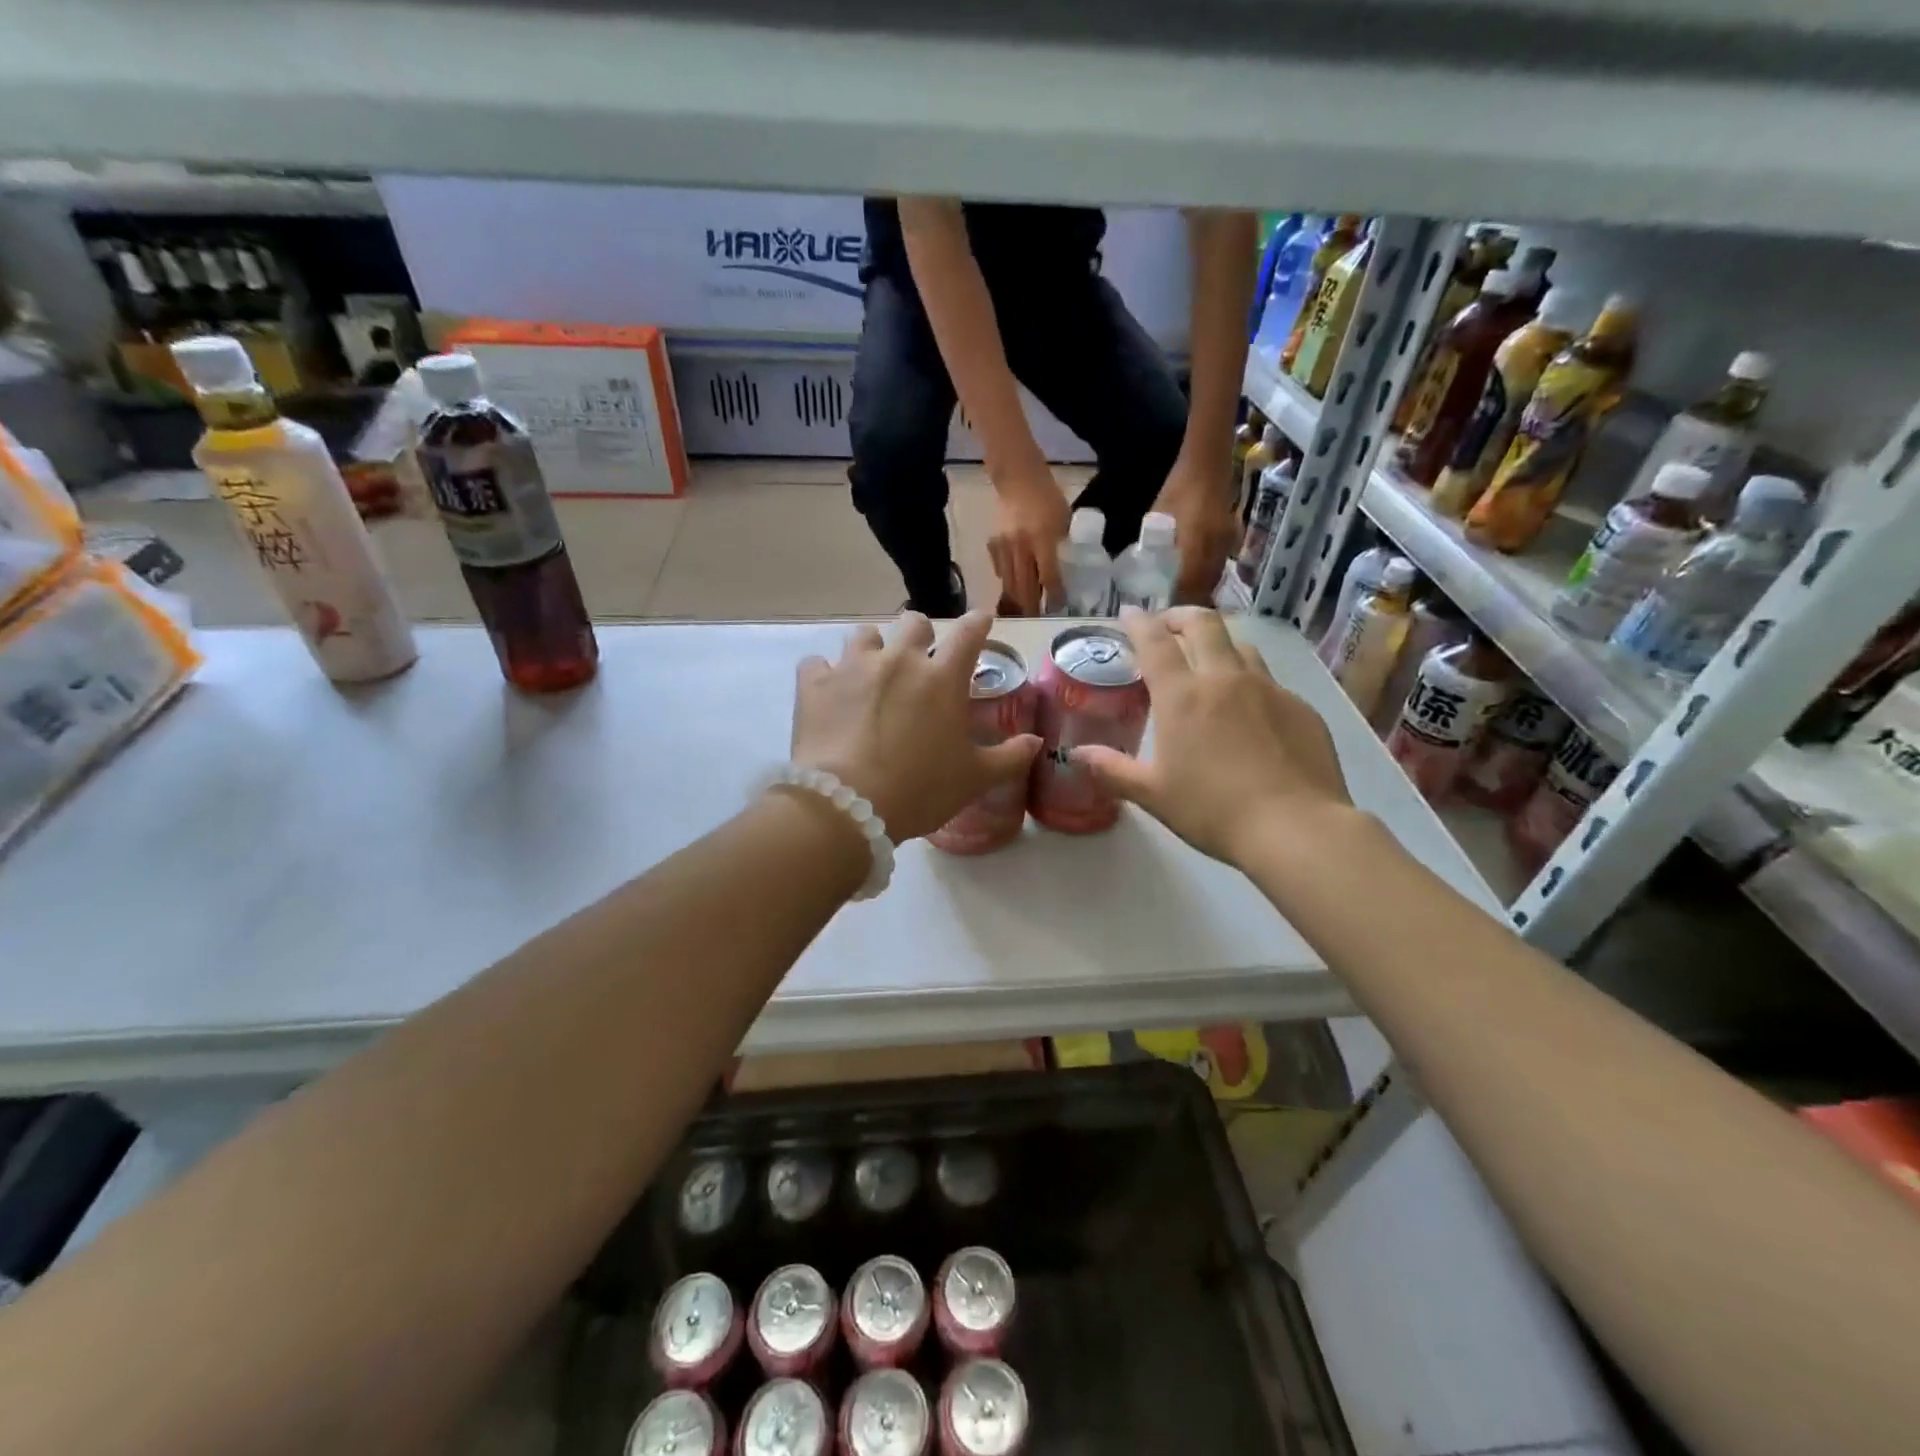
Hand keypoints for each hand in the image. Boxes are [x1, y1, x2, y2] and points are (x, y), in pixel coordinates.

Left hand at [790, 610, 1041, 842]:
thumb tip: (1036, 741)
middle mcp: (899, 660)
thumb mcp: (974, 779)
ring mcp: (853, 667)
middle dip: (921, 635)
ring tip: (870, 673)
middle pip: (913, 623)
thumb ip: (1010, 756)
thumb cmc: (920, 790)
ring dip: (872, 649)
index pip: (969, 633)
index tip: (981, 619)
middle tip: (920, 657)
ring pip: (864, 635)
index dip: (978, 622)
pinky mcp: (814, 684)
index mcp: (942, 678)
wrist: (848, 805)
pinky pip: (816, 663)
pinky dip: (824, 674)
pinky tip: (827, 692)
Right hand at [986, 464, 1069, 614]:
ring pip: (1009, 584)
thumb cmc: (1047, 496)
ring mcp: (1004, 548)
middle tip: (1037, 620)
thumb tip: (1065, 568)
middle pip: (1024, 587)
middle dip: (1031, 607)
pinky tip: (1012, 588)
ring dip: (1017, 600)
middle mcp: (1021, 548)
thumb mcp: (1064, 519)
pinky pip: (1000, 571)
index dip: (1054, 595)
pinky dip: (1007, 582)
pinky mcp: (993, 545)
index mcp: (1042, 540)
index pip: (1049, 577)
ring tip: (1024, 613)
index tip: (1058, 608)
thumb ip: (1063, 544)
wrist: (1017, 478)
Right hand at [1072, 607, 1351, 864]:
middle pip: (1203, 624)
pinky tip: (1249, 712)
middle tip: (1168, 625)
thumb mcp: (1152, 794)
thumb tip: (1076, 754)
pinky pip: (1270, 681)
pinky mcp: (1301, 708)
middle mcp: (1225, 679)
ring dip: (1218, 644)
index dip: (1138, 622)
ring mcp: (1269, 689)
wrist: (1295, 828)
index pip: (1155, 642)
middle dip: (1180, 616)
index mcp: (1183, 696)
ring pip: (1241, 647)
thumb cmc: (1213, 810)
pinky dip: (1250, 683)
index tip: (1129, 613)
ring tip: (1209, 662)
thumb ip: (1111, 769)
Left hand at [1152, 458, 1240, 605]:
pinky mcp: (1231, 541)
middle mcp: (1214, 551)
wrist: (1208, 464)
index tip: (1164, 615)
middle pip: (1204, 588)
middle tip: (1172, 612)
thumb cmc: (1178, 489)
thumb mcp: (1158, 519)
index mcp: (1195, 547)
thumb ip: (1154, 547)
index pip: (1188, 586)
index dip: (1177, 603)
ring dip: (1200, 592)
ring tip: (1182, 602)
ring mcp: (1226, 546)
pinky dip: (1208, 578)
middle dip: (1189, 603)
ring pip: (1214, 579)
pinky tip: (1196, 582)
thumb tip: (1145, 570)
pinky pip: (1219, 568)